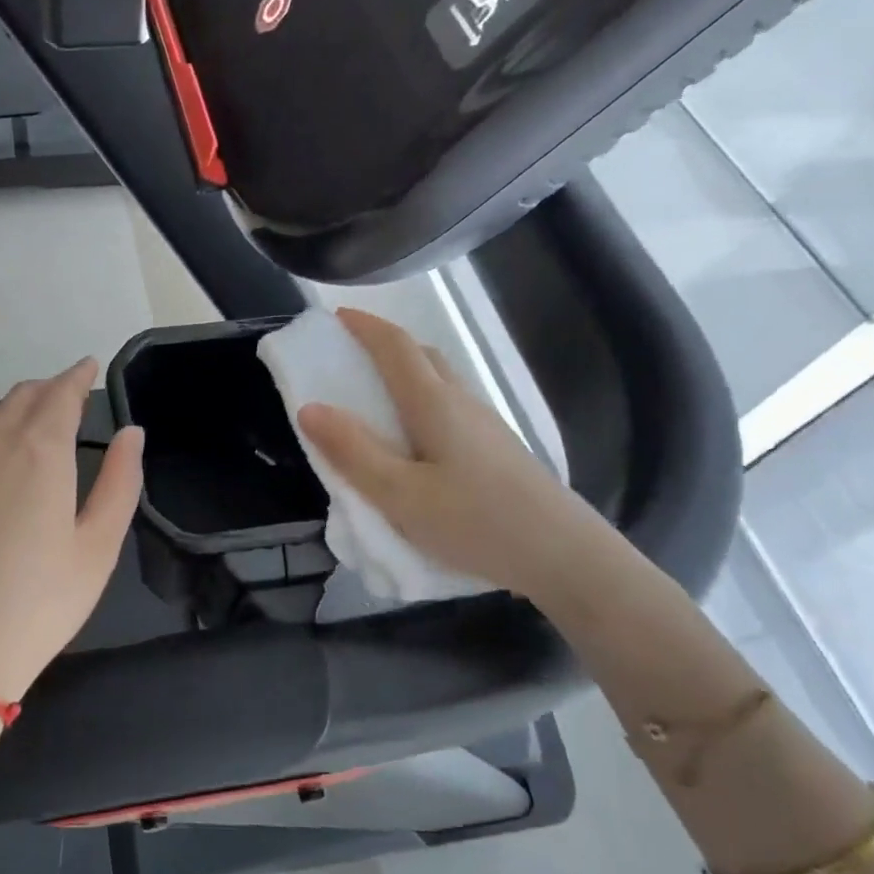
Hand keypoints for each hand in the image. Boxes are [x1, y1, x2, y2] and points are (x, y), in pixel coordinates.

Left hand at [0, 358, 144, 705]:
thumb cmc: (39, 603)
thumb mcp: (97, 547)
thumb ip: (119, 481)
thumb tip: (132, 433)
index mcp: (39, 449)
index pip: (61, 393)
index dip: (78, 376)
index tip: (90, 366)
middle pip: (23, 396)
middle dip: (51, 389)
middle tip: (72, 396)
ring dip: (19, 408)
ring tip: (38, 422)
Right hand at [296, 308, 600, 599]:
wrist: (565, 557)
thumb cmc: (476, 522)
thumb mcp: (400, 494)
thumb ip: (353, 452)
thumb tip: (309, 408)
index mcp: (434, 404)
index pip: (395, 348)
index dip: (365, 326)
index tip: (336, 316)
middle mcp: (462, 403)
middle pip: (422, 357)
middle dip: (384, 345)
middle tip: (350, 356)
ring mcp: (485, 426)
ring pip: (440, 382)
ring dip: (405, 374)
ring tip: (374, 397)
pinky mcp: (497, 450)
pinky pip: (450, 408)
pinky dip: (421, 402)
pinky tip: (414, 438)